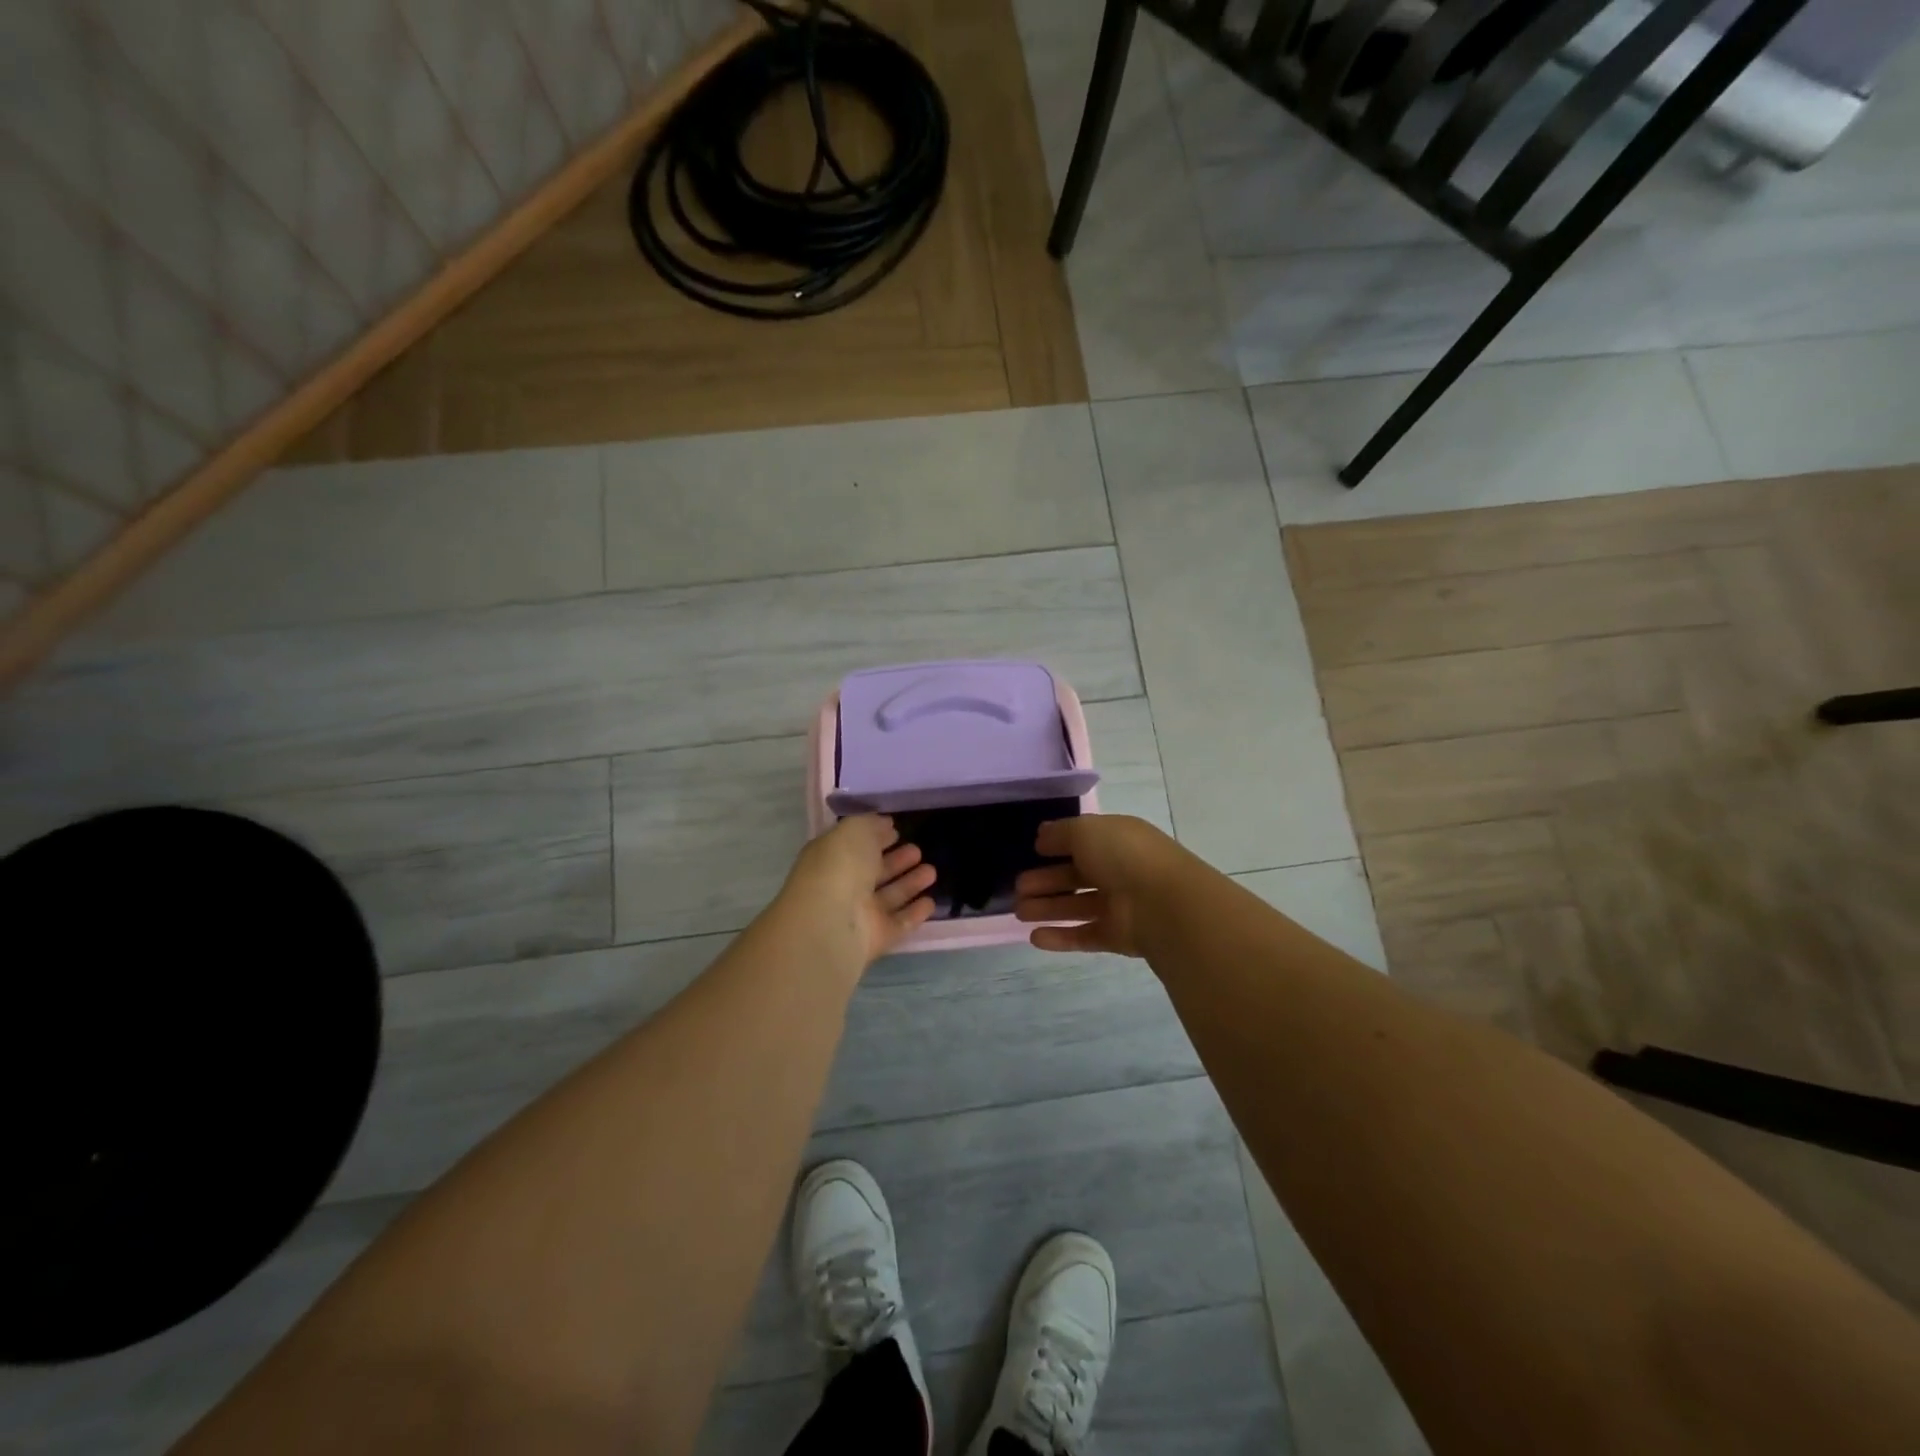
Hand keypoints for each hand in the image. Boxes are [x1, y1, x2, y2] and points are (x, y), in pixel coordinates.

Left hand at [778, 815, 937, 967]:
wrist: (831, 923)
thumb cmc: (839, 867)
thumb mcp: (853, 830)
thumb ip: (871, 824)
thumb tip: (885, 824)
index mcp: (831, 859)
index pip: (855, 846)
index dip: (875, 837)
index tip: (896, 830)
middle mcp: (843, 887)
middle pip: (873, 872)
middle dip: (896, 861)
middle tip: (918, 850)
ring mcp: (859, 914)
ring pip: (889, 896)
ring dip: (910, 883)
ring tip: (932, 871)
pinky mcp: (876, 938)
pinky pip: (899, 923)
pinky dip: (915, 913)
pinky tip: (931, 902)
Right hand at [1014, 814, 1182, 956]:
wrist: (1164, 904)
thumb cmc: (1123, 856)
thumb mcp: (1085, 830)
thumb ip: (1059, 832)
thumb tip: (1041, 836)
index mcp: (1117, 840)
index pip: (1083, 841)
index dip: (1057, 846)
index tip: (1032, 852)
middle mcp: (1119, 871)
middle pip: (1076, 876)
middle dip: (1045, 881)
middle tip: (1018, 888)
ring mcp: (1119, 905)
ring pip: (1077, 906)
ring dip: (1047, 908)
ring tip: (1019, 912)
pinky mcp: (1118, 937)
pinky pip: (1084, 935)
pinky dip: (1060, 936)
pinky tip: (1035, 938)